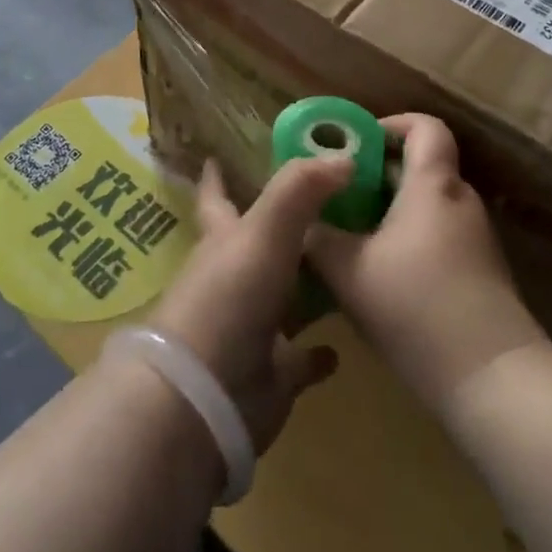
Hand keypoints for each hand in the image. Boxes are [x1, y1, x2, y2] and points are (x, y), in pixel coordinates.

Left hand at [148, 156, 349, 452]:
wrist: (205, 396)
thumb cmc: (229, 298)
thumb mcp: (264, 230)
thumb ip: (300, 188)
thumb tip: (344, 155)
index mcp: (224, 240)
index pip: (216, 197)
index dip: (216, 177)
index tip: (217, 156)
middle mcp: (234, 278)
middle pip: (258, 245)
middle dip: (283, 227)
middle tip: (326, 207)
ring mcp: (251, 327)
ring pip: (283, 297)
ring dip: (307, 285)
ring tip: (346, 265)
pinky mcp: (271, 373)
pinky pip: (300, 359)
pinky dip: (316, 354)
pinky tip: (339, 349)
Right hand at [305, 114, 547, 409]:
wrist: (494, 381)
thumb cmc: (416, 307)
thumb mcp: (348, 271)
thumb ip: (317, 237)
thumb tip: (299, 222)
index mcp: (432, 185)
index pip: (425, 127)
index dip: (390, 124)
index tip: (355, 145)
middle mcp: (460, 202)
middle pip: (420, 168)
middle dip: (375, 175)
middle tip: (335, 196)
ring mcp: (476, 240)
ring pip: (426, 207)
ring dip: (388, 213)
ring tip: (348, 238)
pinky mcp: (481, 275)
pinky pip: (437, 238)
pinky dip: (407, 241)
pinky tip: (378, 278)